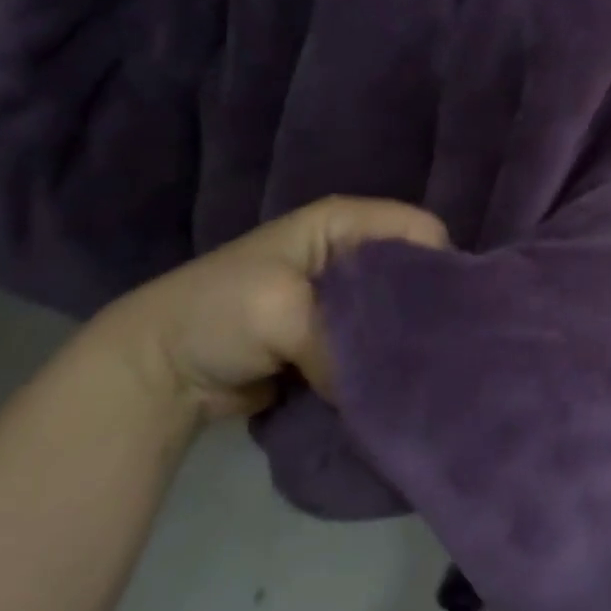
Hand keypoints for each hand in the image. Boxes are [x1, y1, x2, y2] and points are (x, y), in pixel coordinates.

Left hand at [90, 197, 448, 422]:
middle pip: (415, 273)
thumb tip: (382, 387)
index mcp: (345, 223)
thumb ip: (340, 343)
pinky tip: (397, 385)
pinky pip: (377, 345)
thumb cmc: (219, 313)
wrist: (159, 370)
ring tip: (423, 373)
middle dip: (427, 310)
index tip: (451, 314)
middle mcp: (353, 252)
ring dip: (405, 343)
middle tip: (442, 352)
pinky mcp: (337, 336)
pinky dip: (385, 365)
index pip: (420, 230)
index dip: (440, 266)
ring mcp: (345, 297)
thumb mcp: (280, 312)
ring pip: (398, 314)